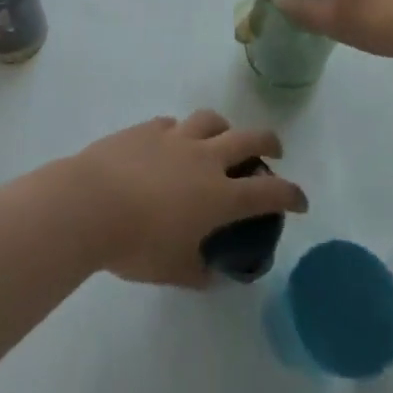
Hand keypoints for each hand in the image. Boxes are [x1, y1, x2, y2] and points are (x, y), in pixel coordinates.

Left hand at [63, 111, 306, 287]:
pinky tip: (172, 144)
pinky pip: (174, 124)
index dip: (290, 194)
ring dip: (225, 127)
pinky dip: (182, 132)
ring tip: (222, 137)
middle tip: (274, 150)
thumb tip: (211, 273)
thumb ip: (198, 271)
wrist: (91, 203)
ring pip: (211, 120)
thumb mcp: (174, 270)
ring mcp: (176, 137)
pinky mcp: (148, 127)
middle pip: (248, 138)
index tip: (301, 200)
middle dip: (268, 142)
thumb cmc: (136, 244)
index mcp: (219, 196)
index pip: (268, 191)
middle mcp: (204, 159)